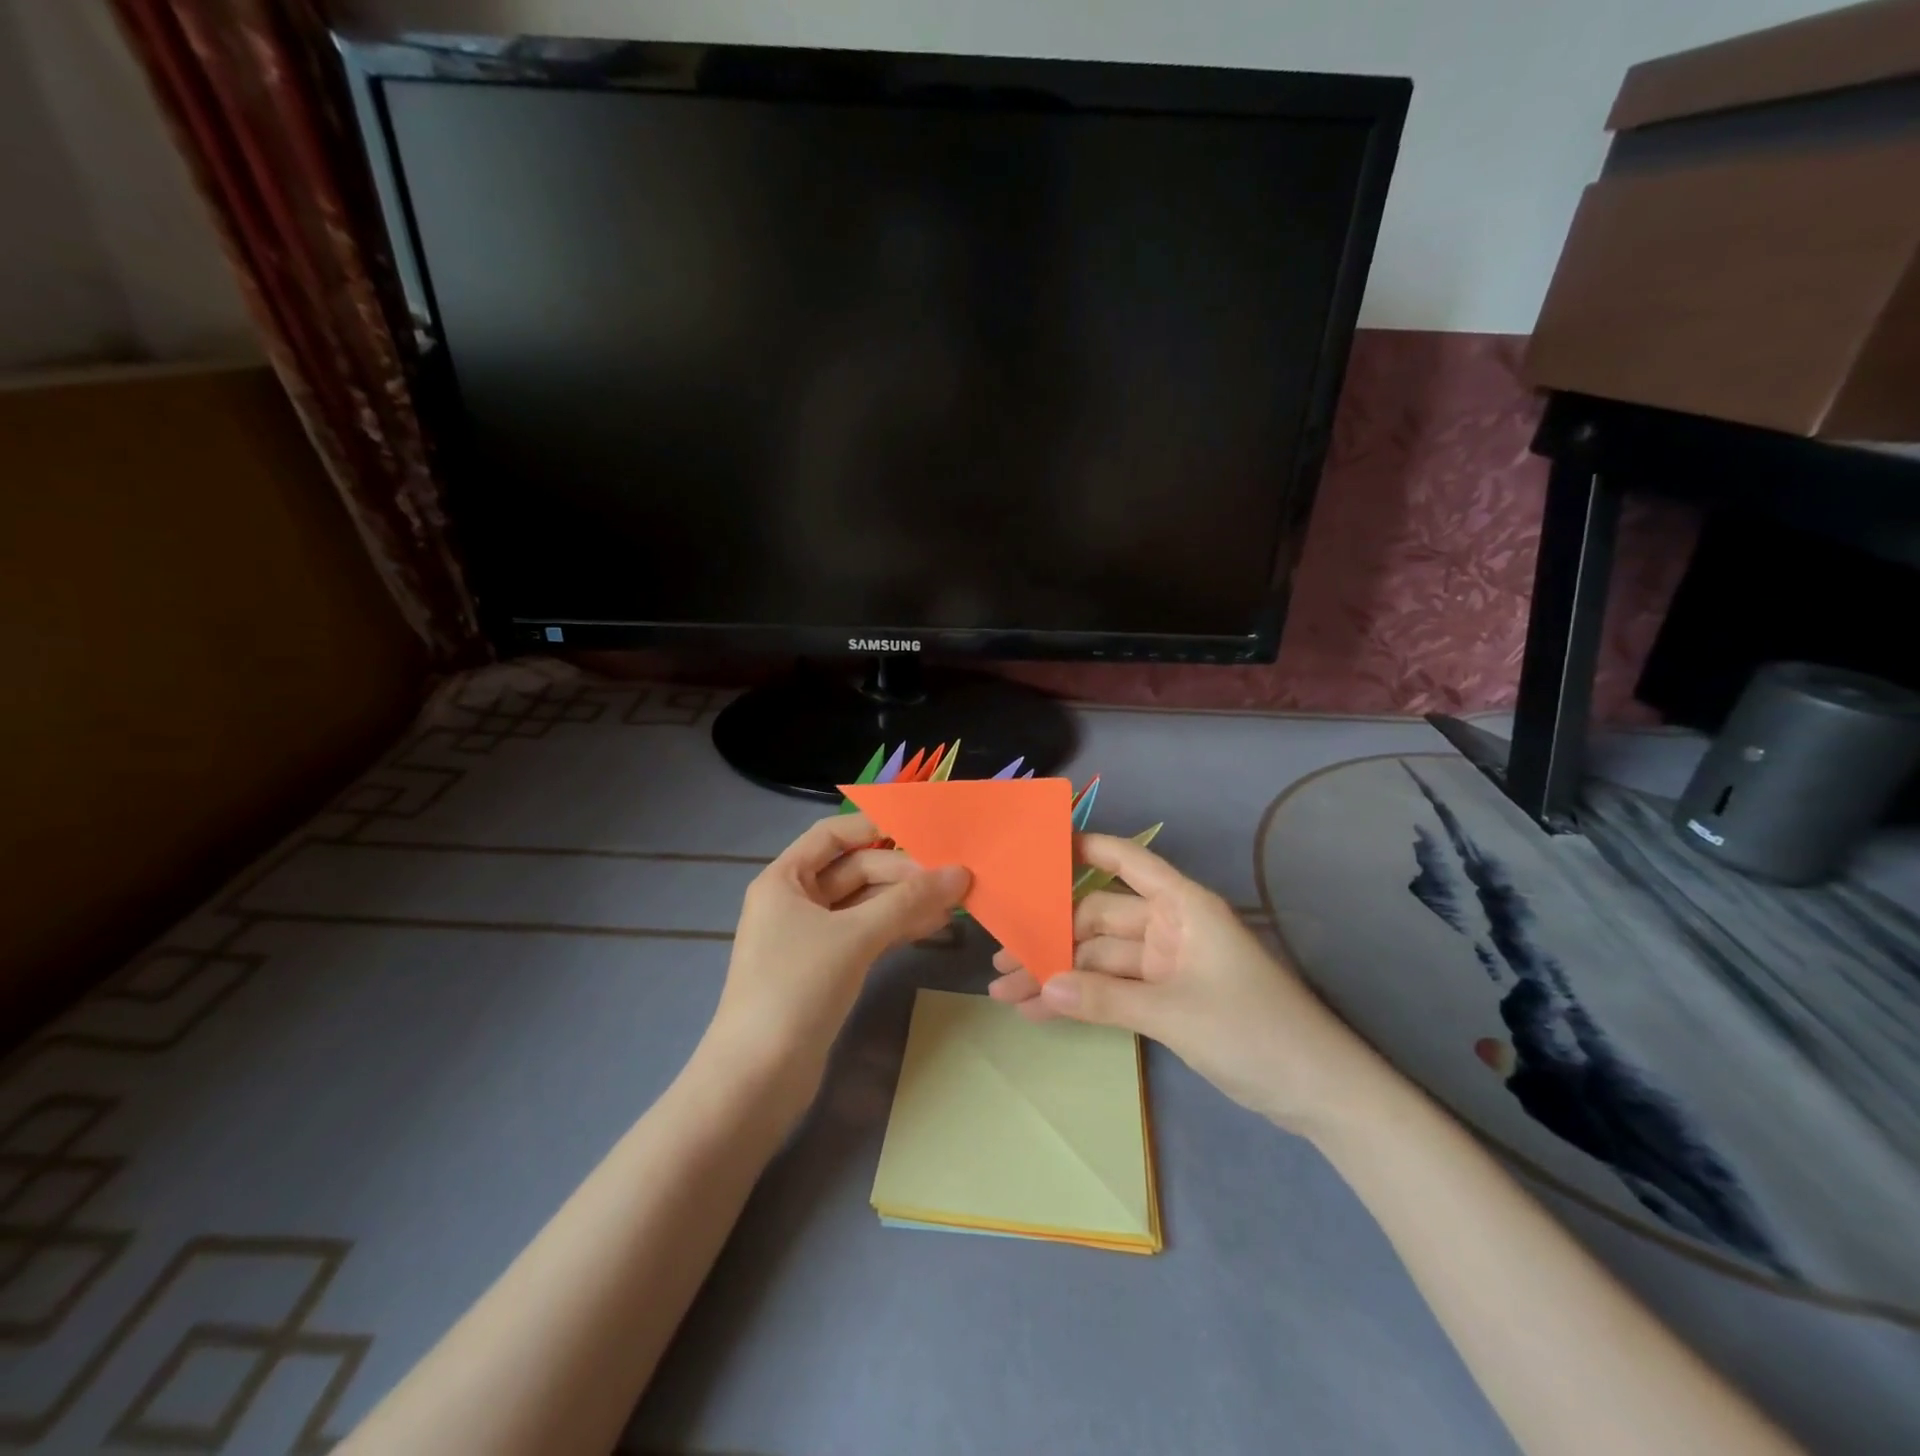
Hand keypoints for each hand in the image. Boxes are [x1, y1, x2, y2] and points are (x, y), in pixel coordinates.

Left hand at [707, 813, 968, 1096]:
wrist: (758, 1078)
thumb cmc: (797, 988)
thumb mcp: (855, 937)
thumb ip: (908, 901)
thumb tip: (960, 873)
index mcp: (784, 879)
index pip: (832, 835)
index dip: (873, 826)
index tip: (921, 830)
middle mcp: (794, 901)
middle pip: (854, 870)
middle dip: (901, 872)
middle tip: (952, 878)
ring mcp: (809, 937)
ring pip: (863, 905)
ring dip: (904, 902)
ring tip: (953, 903)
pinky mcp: (825, 969)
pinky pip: (864, 934)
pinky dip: (895, 928)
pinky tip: (931, 928)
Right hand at [989, 833, 1384, 1137]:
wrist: (1319, 1095)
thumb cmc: (1255, 1031)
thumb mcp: (1174, 1013)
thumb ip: (1103, 999)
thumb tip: (1040, 986)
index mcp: (1183, 907)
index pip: (1128, 860)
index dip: (1086, 848)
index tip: (1037, 850)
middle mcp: (1170, 927)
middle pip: (1100, 919)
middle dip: (1052, 938)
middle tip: (1001, 955)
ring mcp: (1167, 965)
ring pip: (1100, 960)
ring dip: (1059, 975)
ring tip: (1006, 991)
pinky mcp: (1166, 999)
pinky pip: (1113, 991)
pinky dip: (1082, 1000)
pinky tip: (1041, 1011)